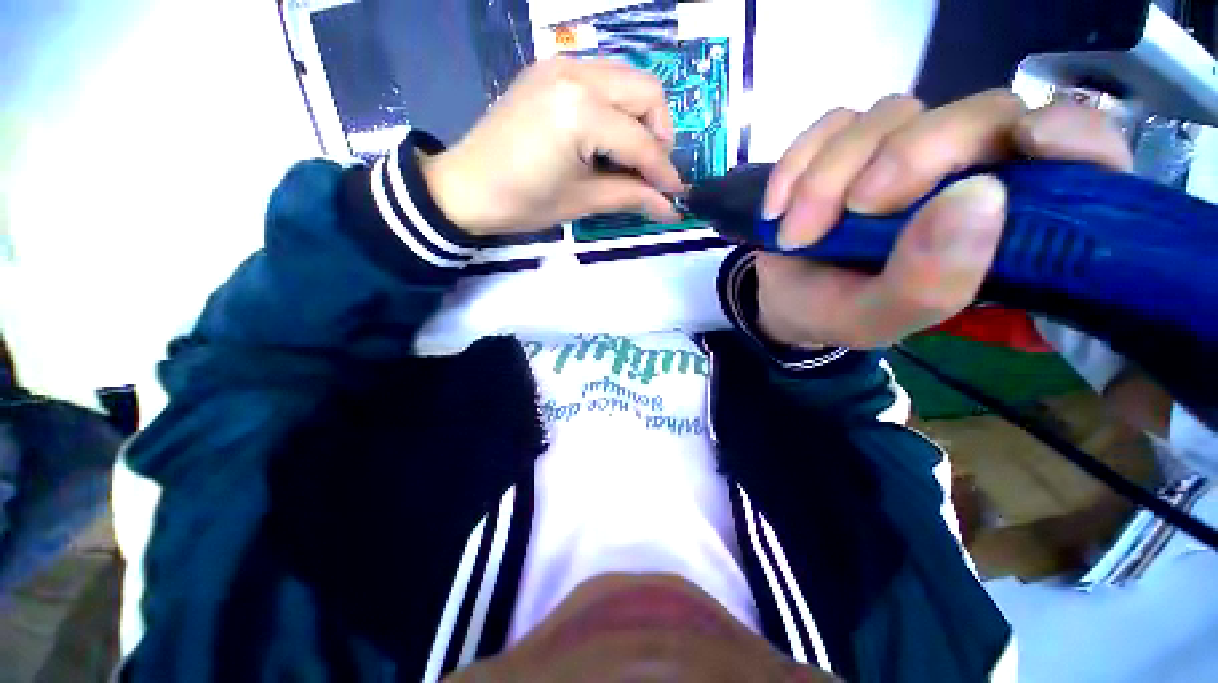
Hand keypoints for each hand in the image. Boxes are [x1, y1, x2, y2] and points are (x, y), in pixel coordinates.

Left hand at [420, 58, 683, 235]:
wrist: (466, 186)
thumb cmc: (522, 202)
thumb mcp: (581, 202)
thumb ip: (631, 197)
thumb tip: (671, 209)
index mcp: (581, 113)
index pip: (641, 142)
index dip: (664, 172)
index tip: (675, 194)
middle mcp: (576, 73)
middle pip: (647, 91)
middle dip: (660, 134)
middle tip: (652, 170)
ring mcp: (561, 64)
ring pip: (628, 78)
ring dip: (641, 116)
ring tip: (632, 155)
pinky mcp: (550, 68)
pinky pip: (602, 76)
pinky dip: (617, 105)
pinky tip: (607, 135)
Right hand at [756, 91, 1133, 348]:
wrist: (783, 299)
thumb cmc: (837, 311)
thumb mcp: (880, 318)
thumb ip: (931, 282)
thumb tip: (978, 196)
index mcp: (1003, 223)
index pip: (1080, 153)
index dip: (1071, 136)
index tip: (1030, 142)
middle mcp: (967, 169)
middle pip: (974, 114)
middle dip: (905, 159)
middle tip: (853, 213)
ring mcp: (903, 147)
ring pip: (890, 115)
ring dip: (830, 178)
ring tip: (796, 235)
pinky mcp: (849, 141)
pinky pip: (831, 125)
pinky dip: (797, 165)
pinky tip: (778, 210)